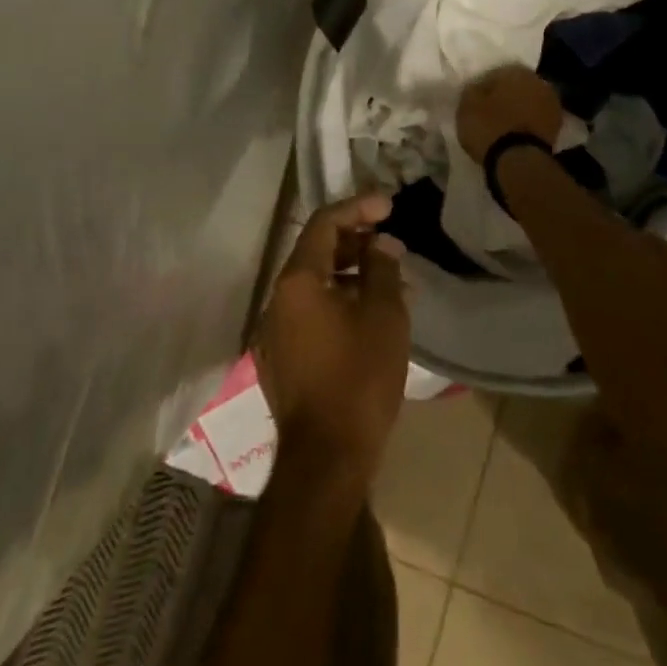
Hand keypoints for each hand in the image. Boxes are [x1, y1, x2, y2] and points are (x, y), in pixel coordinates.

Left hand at [255, 193, 410, 488]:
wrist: (327, 459)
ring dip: (350, 272)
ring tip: (390, 279)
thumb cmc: (359, 378)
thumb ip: (383, 269)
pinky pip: (311, 311)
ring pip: (315, 283)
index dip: (358, 207)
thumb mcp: (383, 316)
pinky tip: (370, 314)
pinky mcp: (282, 357)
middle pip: (316, 251)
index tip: (389, 206)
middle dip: (355, 240)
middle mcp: (278, 298)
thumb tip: (382, 244)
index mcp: (297, 281)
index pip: (324, 223)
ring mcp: (276, 330)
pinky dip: (339, 300)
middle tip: (391, 241)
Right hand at [456, 65, 563, 162]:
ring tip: (502, 125)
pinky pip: (535, 119)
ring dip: (518, 110)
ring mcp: (552, 104)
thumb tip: (478, 86)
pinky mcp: (557, 127)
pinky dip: (526, 124)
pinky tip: (514, 134)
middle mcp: (538, 82)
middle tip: (489, 112)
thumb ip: (472, 90)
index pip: (495, 73)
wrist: (519, 161)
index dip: (483, 87)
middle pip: (515, 87)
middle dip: (504, 97)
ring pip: (528, 103)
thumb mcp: (467, 105)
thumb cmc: (489, 127)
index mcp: (517, 71)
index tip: (475, 100)